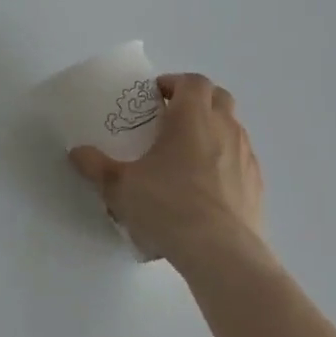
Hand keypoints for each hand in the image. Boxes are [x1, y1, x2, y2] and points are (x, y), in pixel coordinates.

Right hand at [69, 73, 266, 268]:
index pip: (193, 82)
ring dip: (212, 130)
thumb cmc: (169, 206)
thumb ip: (96, 166)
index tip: (155, 97)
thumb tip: (77, 153)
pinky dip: (225, 161)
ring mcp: (246, 158)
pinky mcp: (257, 187)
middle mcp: (224, 129)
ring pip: (233, 128)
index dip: (174, 83)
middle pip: (219, 97)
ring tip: (186, 155)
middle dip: (196, 101)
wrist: (223, 254)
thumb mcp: (120, 187)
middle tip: (171, 118)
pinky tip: (205, 188)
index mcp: (192, 118)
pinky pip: (241, 160)